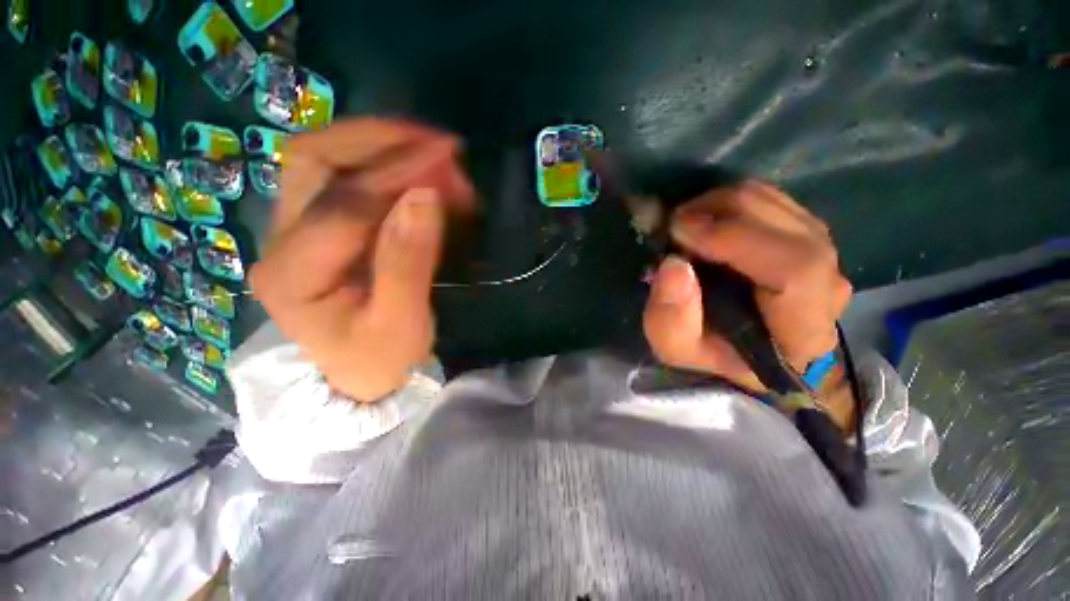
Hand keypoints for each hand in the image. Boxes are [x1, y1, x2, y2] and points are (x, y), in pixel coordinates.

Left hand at [251, 119, 473, 400]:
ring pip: (322, 160)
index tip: (448, 161)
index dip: (397, 177)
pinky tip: (416, 172)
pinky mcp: (315, 228)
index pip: (344, 206)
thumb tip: (424, 196)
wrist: (356, 376)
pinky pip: (343, 178)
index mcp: (292, 275)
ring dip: (379, 146)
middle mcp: (279, 240)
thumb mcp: (401, 323)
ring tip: (430, 152)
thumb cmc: (379, 359)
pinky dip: (382, 165)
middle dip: (379, 140)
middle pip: (313, 160)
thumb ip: (408, 262)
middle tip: (437, 143)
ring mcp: (292, 229)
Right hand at [643, 180, 851, 395]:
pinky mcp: (809, 236)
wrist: (748, 348)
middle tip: (675, 222)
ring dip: (726, 204)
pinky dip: (736, 202)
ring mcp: (825, 256)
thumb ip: (671, 318)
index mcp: (801, 330)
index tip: (681, 231)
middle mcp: (828, 288)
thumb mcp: (677, 348)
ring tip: (687, 221)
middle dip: (724, 213)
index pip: (795, 269)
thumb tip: (674, 264)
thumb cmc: (713, 353)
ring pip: (784, 208)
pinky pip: (777, 203)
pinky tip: (708, 218)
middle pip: (791, 229)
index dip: (736, 240)